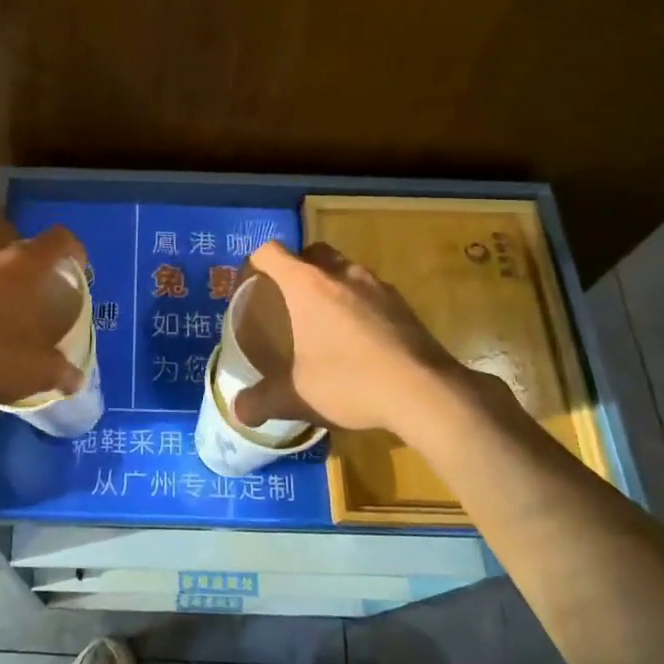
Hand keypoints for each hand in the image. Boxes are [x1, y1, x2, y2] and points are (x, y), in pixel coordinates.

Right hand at [230, 240, 474, 435]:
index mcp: (307, 285)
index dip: (254, 263)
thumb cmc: (350, 382)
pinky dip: (358, 304)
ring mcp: (377, 285)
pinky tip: (359, 338)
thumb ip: (262, 401)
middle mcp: (341, 274)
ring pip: (345, 269)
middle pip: (311, 252)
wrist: (425, 392)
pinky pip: (370, 292)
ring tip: (324, 320)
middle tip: (287, 300)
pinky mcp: (403, 304)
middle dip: (296, 267)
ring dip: (330, 284)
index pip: (271, 252)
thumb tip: (238, 411)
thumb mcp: (297, 396)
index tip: (249, 285)